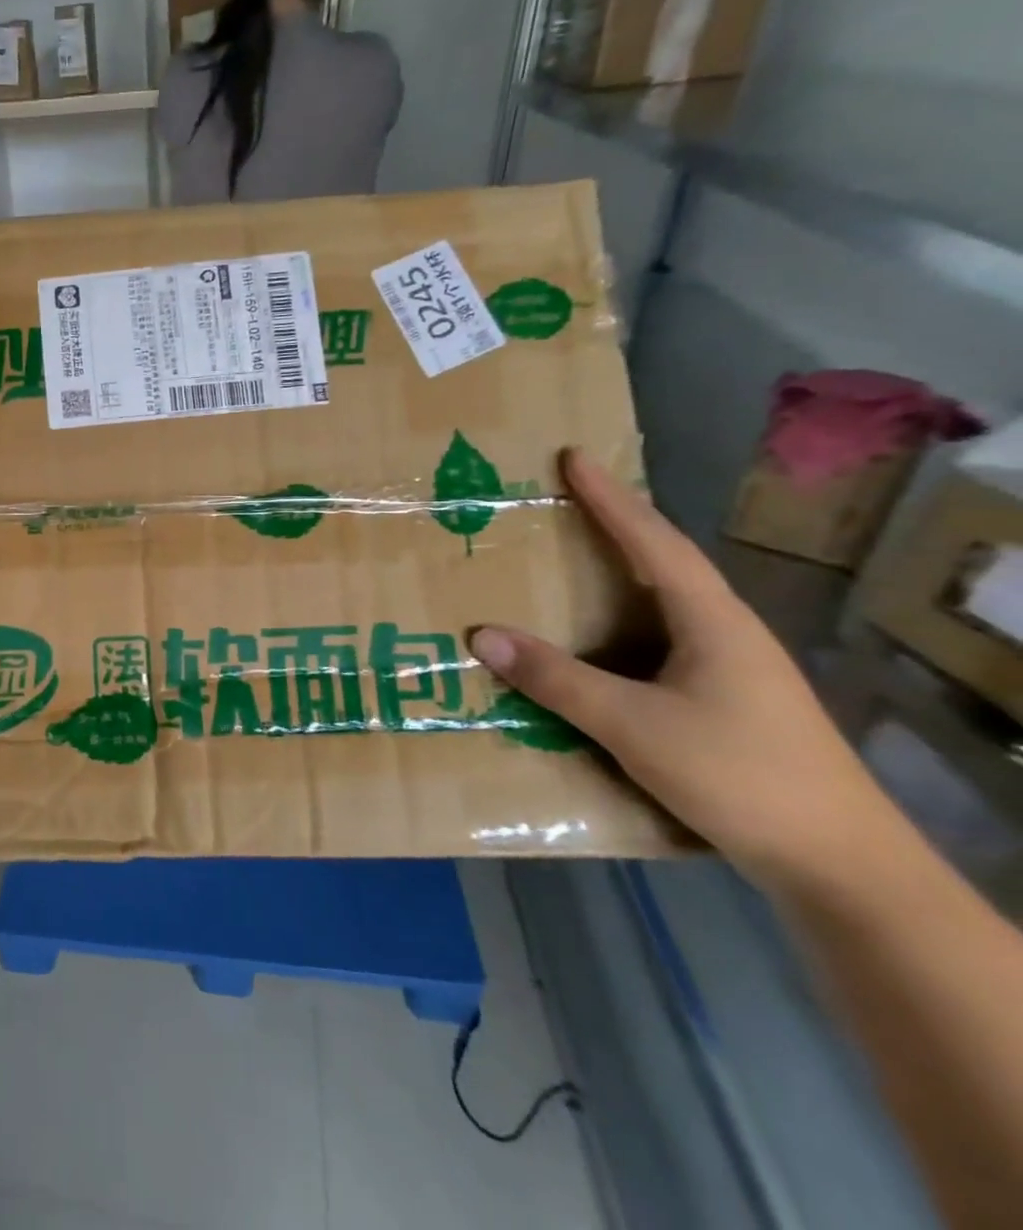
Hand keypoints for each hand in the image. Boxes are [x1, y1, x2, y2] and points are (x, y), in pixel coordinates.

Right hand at [468, 449, 893, 885]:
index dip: (610, 498)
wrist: (838, 864)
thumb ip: (557, 679)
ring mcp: (730, 668)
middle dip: (615, 526)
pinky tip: (596, 643)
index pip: (653, 542)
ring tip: (569, 562)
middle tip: (563, 501)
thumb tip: (483, 634)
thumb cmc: (739, 775)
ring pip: (663, 604)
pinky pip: (660, 641)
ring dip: (617, 576)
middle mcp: (725, 632)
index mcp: (712, 620)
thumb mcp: (634, 725)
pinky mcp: (725, 701)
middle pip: (662, 563)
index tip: (573, 457)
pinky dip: (620, 624)